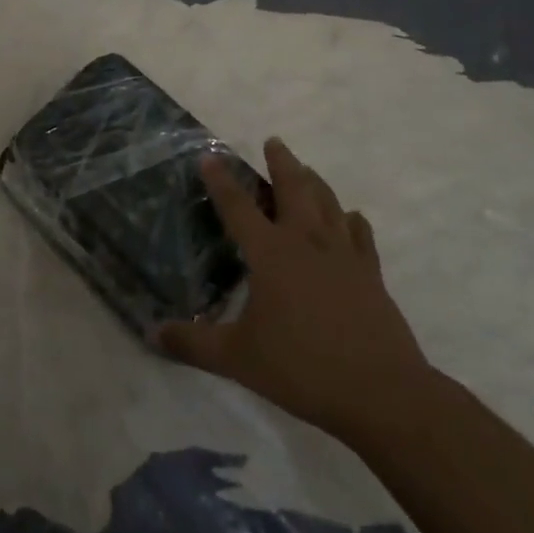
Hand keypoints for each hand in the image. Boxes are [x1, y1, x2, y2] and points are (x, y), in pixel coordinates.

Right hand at [157, 139, 432, 446]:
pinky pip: (360, 234)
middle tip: (273, 142)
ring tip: (306, 169)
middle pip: (293, 189)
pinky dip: (351, 220)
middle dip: (280, 162)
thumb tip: (154, 334)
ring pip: (328, 203)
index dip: (221, 181)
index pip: (238, 207)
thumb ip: (194, 344)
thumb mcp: (238, 359)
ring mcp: (343, 255)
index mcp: (271, 254)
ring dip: (314, 181)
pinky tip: (350, 217)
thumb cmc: (302, 368)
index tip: (210, 156)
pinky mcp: (370, 273)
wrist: (380, 390)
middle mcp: (306, 242)